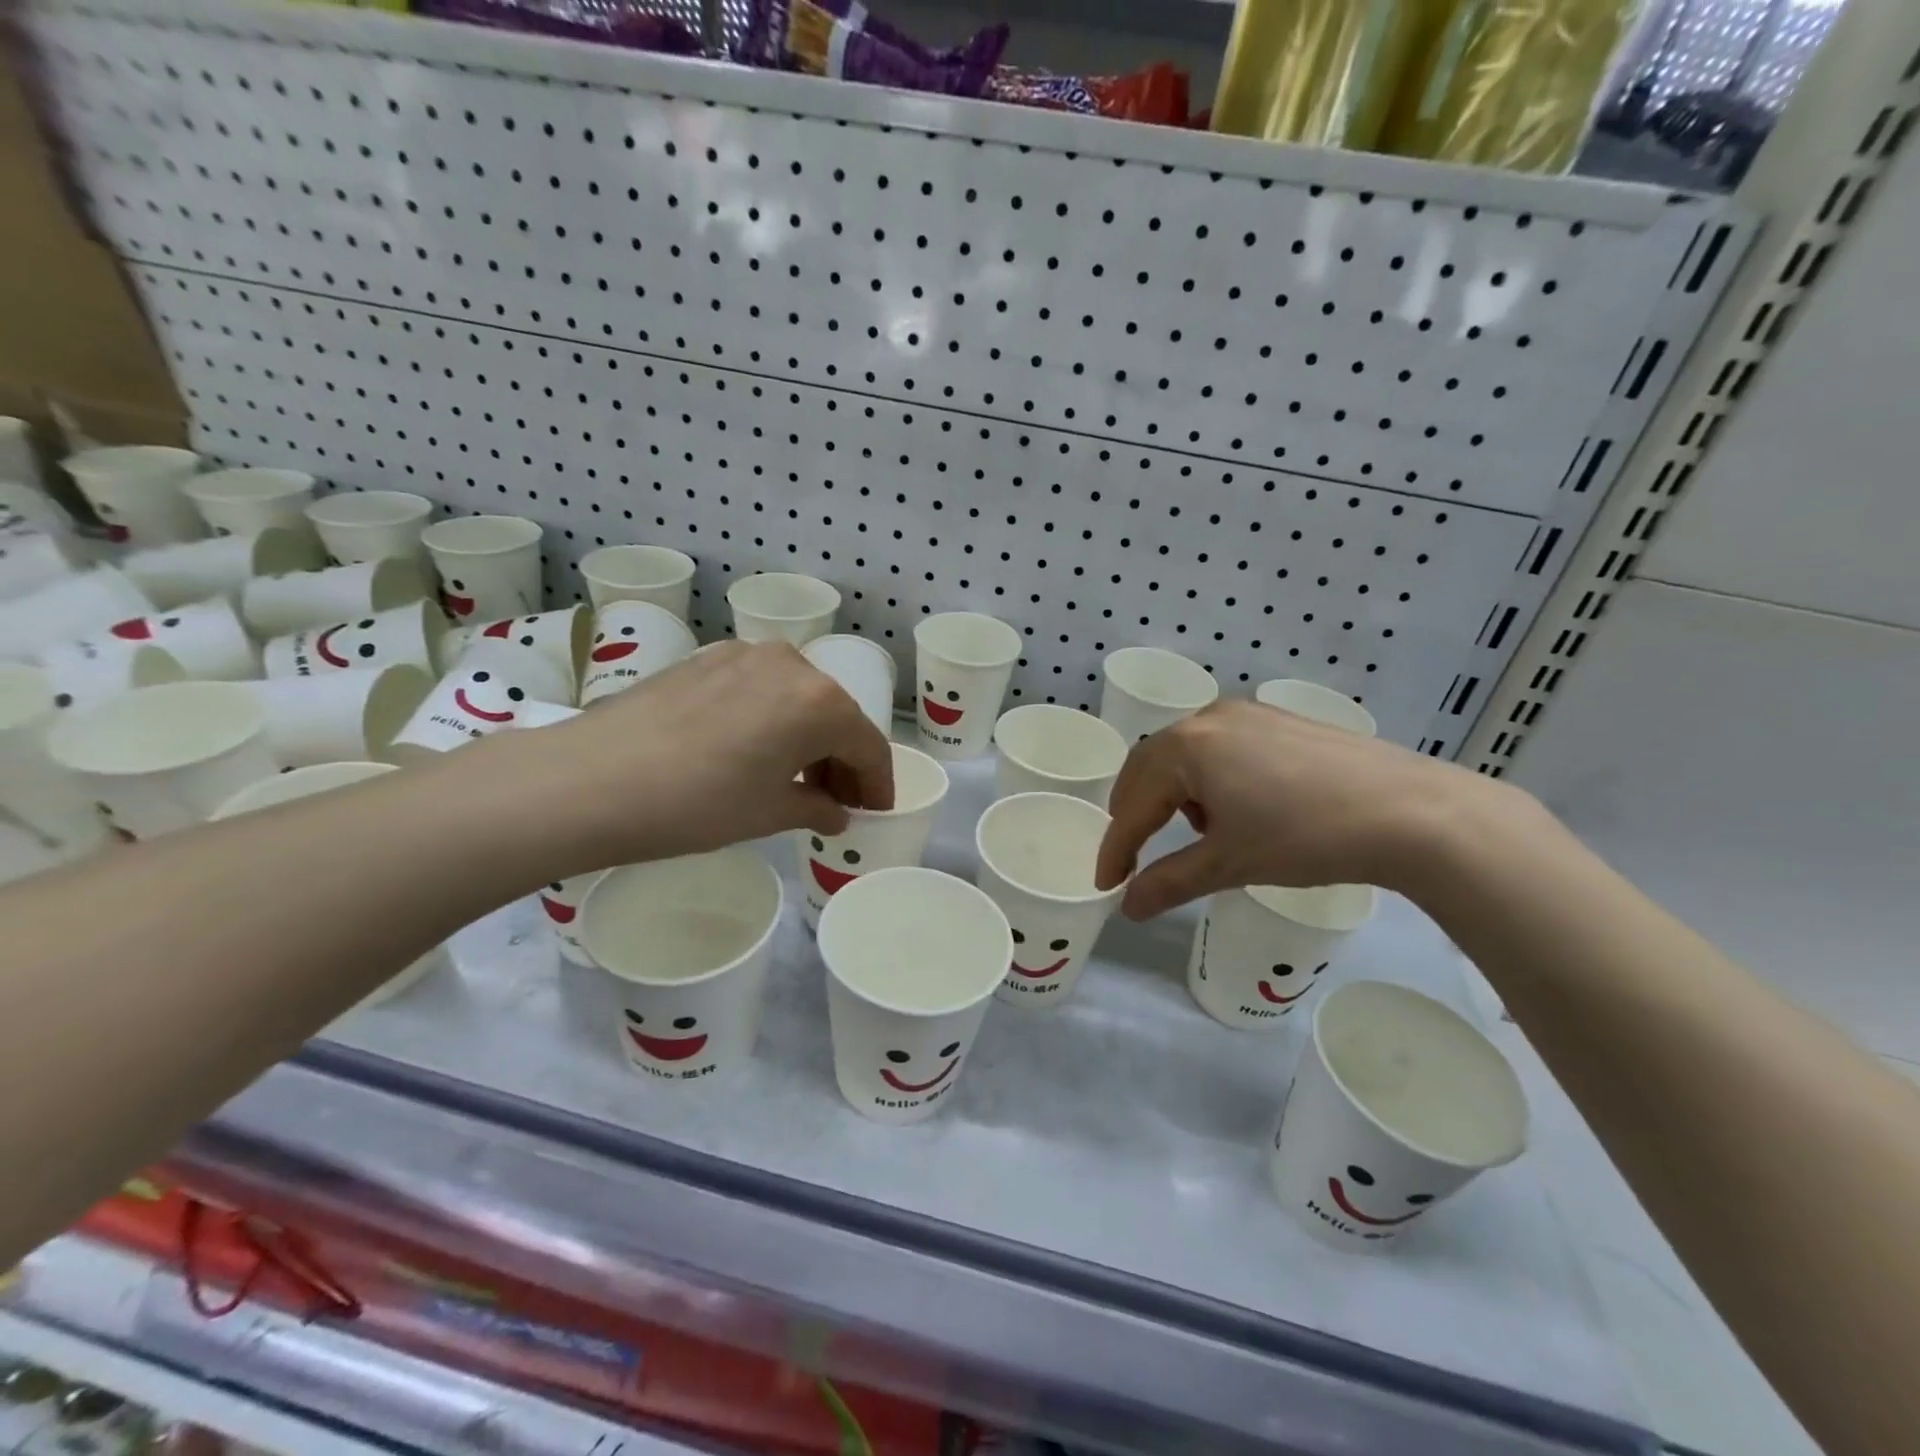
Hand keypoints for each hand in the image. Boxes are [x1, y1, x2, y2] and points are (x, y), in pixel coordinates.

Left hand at [476, 641, 894, 872]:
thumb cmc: (698, 804)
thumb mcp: (769, 814)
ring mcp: (745, 655)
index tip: (874, 810)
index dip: (876, 783)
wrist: (591, 779)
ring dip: (807, 737)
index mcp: (820, 702)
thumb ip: (817, 808)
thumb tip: (835, 811)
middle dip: (842, 759)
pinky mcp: (707, 658)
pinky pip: (760, 689)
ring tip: (795, 778)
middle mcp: (792, 665)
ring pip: (797, 698)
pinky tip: (753, 750)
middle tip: (837, 800)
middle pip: (835, 715)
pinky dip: (771, 719)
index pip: (867, 745)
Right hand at [1094, 699, 1508, 918]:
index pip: (1133, 803)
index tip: (1106, 883)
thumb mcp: (1229, 864)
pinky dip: (1210, 779)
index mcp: (1186, 747)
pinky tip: (1240, 808)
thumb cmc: (1306, 836)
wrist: (1413, 812)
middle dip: (1137, 813)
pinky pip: (1221, 747)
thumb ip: (1168, 883)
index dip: (1115, 847)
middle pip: (1150, 767)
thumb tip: (1128, 908)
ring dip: (1174, 795)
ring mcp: (1248, 714)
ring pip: (1186, 755)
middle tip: (1133, 854)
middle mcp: (1209, 718)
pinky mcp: (1280, 721)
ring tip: (1198, 835)